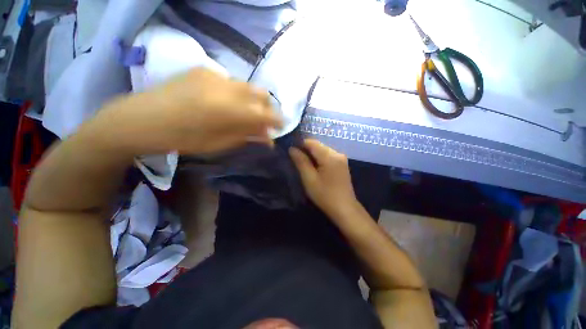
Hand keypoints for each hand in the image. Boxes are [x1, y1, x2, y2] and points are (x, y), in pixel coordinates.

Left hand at [93, 68, 281, 154]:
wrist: (141, 119)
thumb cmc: (182, 139)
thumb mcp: (219, 144)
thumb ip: (247, 137)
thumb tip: (268, 138)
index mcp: (229, 111)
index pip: (265, 114)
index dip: (277, 120)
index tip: (282, 125)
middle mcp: (226, 88)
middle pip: (260, 94)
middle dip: (268, 107)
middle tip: (265, 120)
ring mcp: (215, 75)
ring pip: (247, 86)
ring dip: (253, 100)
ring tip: (247, 112)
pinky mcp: (204, 69)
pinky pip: (231, 82)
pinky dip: (238, 94)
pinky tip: (227, 103)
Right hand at [289, 139, 357, 217]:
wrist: (345, 209)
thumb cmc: (325, 195)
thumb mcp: (309, 179)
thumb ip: (301, 162)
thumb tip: (292, 148)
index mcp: (330, 156)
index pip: (311, 142)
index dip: (300, 144)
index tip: (291, 152)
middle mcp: (337, 153)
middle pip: (318, 145)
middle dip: (306, 150)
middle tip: (296, 160)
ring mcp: (341, 158)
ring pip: (322, 150)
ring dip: (312, 155)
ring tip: (304, 165)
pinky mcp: (342, 164)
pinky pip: (328, 156)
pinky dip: (319, 159)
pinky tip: (315, 168)